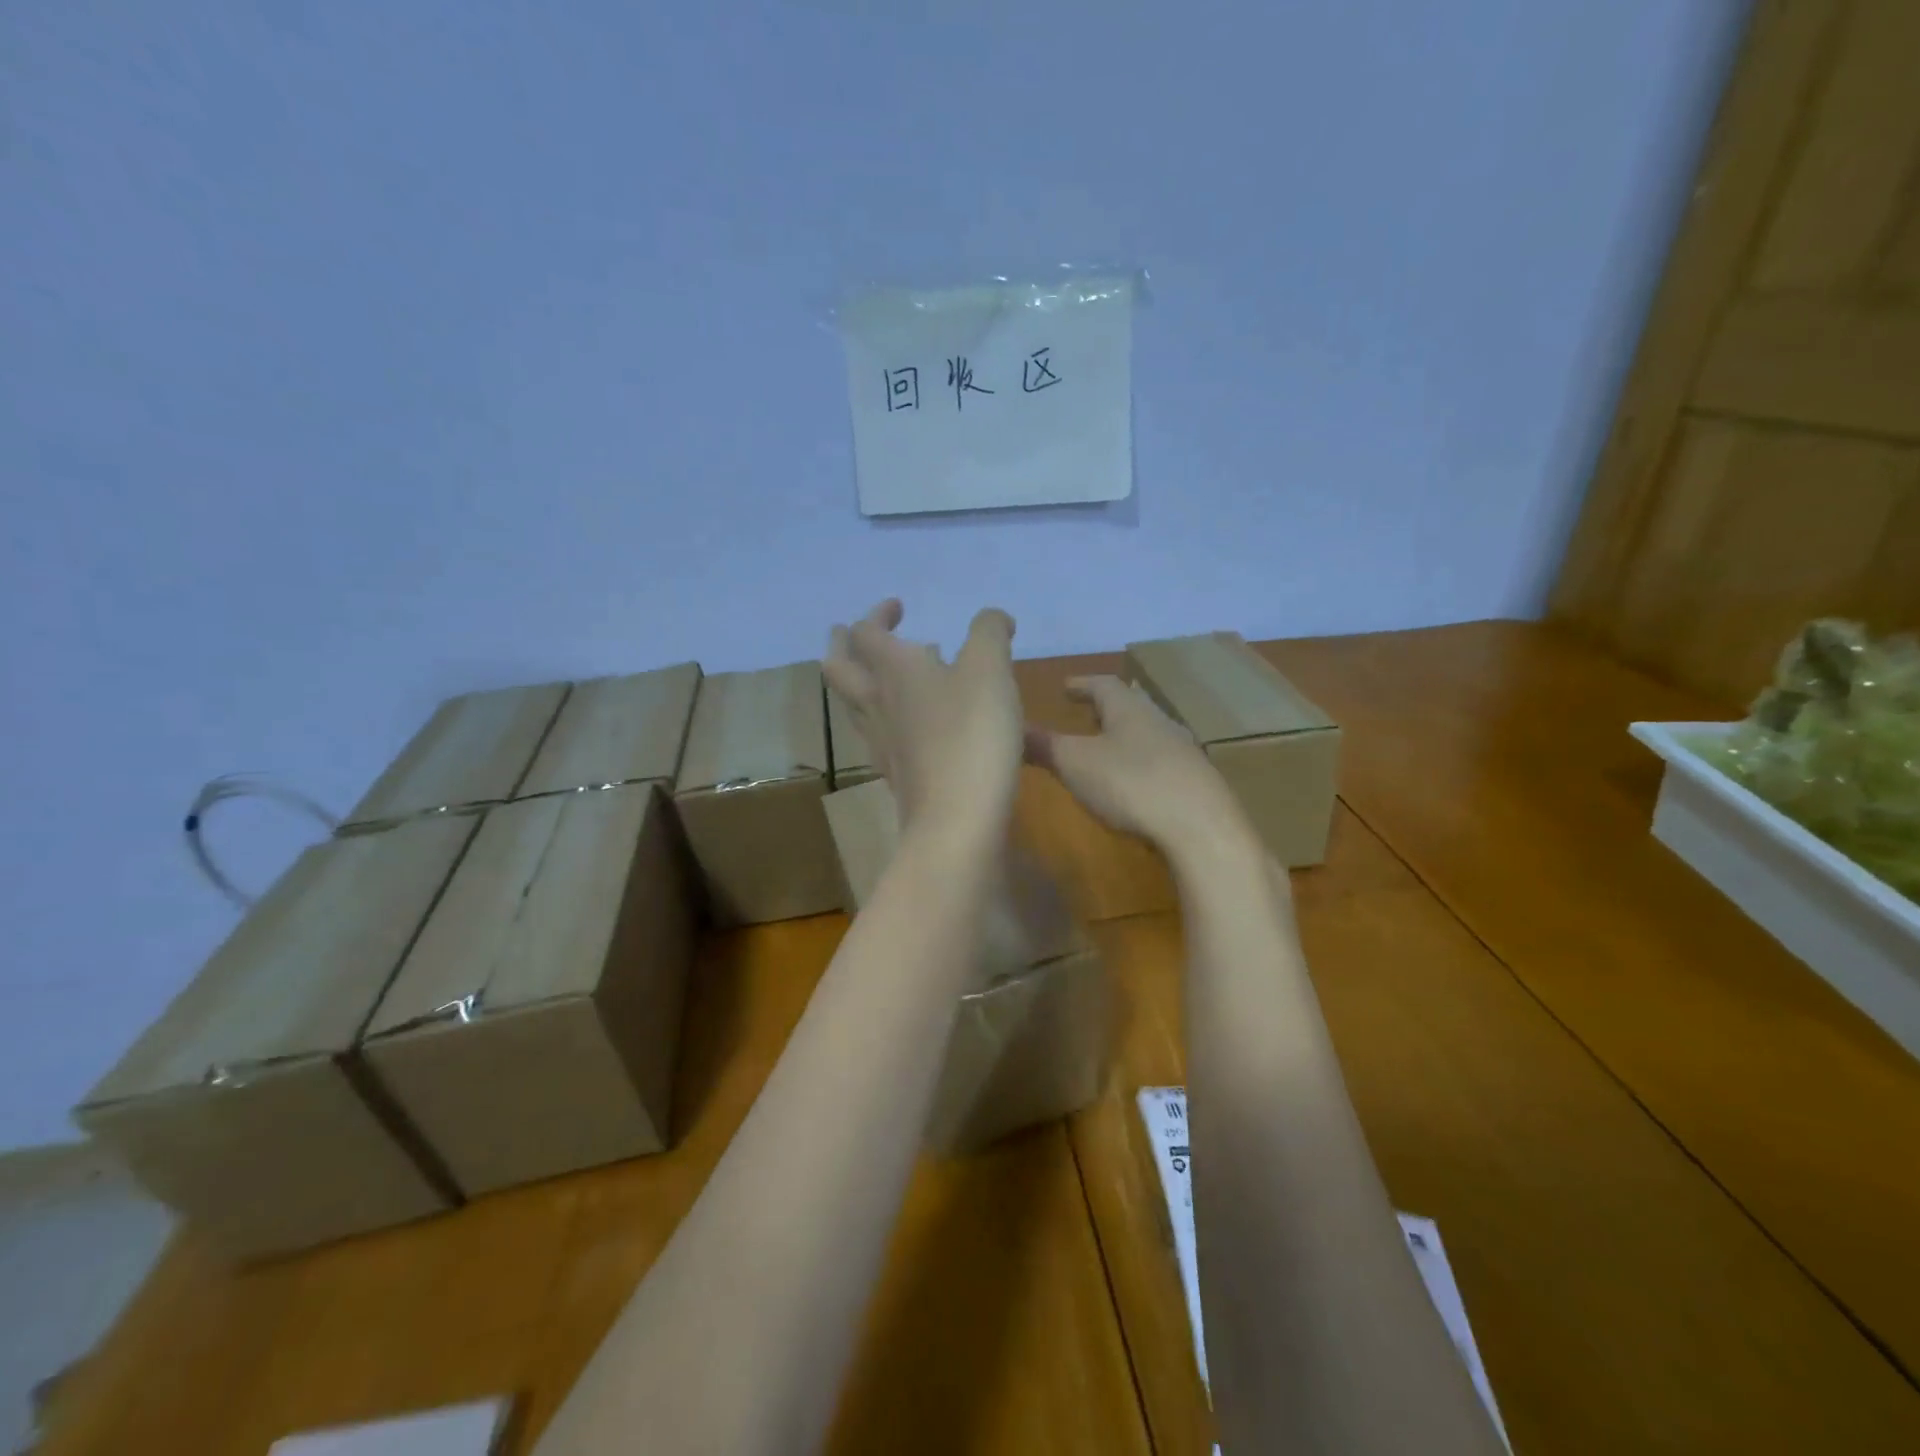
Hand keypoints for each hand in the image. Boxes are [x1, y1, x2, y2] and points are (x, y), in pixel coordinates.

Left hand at [824, 599, 1023, 836]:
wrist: (957, 818)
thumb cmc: (972, 732)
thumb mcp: (991, 668)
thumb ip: (990, 632)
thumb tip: (993, 619)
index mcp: (893, 669)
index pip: (866, 632)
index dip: (877, 614)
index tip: (898, 608)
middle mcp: (876, 703)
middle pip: (838, 669)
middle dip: (843, 646)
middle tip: (853, 634)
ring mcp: (881, 743)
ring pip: (854, 705)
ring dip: (862, 682)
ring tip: (888, 676)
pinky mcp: (896, 774)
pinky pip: (878, 735)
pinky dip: (888, 717)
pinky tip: (915, 724)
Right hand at [1024, 675, 1243, 852]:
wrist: (1201, 828)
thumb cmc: (1131, 784)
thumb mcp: (1075, 763)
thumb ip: (1044, 745)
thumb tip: (1012, 726)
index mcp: (1129, 709)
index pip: (1104, 684)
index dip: (1082, 684)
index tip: (1066, 686)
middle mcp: (1159, 722)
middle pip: (1131, 706)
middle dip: (1107, 708)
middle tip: (1087, 712)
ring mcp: (1183, 752)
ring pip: (1148, 733)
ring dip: (1126, 736)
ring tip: (1107, 747)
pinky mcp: (1195, 783)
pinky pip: (1161, 762)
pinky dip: (1141, 763)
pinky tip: (1135, 783)